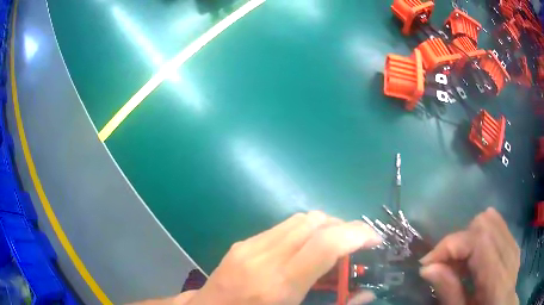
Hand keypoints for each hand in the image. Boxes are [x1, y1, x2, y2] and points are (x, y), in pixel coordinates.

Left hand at [184, 211, 380, 304]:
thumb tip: (367, 293)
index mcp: (278, 286)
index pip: (325, 244)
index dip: (357, 234)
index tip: (375, 240)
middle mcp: (263, 258)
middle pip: (314, 222)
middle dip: (343, 227)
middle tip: (355, 246)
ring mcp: (248, 247)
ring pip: (299, 219)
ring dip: (324, 227)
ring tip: (333, 247)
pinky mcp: (241, 243)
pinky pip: (282, 227)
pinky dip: (303, 232)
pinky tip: (303, 251)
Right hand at [420, 207, 519, 304]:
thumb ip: (448, 292)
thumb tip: (427, 267)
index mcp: (498, 280)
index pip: (478, 241)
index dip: (450, 245)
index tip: (427, 263)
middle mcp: (511, 255)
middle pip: (485, 224)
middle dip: (458, 240)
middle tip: (444, 265)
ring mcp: (515, 246)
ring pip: (491, 220)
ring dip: (469, 236)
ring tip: (459, 261)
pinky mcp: (514, 244)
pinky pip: (498, 226)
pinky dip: (481, 235)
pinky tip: (475, 257)